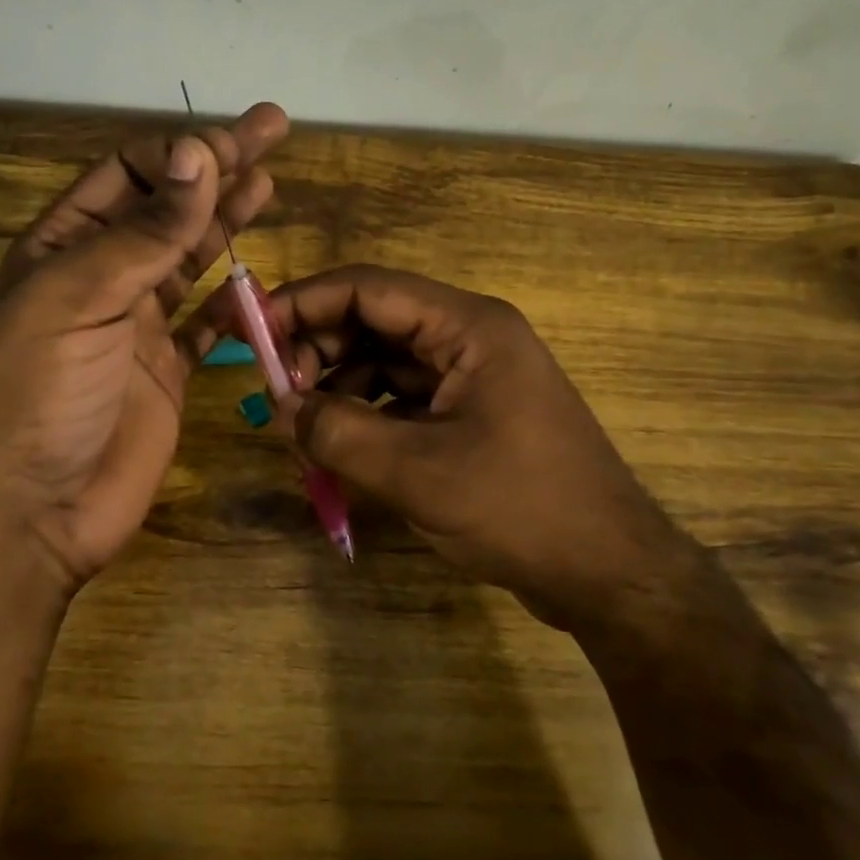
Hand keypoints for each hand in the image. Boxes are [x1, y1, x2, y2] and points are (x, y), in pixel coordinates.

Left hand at [0, 104, 288, 599]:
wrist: (26, 513)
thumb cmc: (35, 392)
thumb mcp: (80, 297)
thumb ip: (145, 232)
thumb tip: (198, 154)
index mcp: (62, 248)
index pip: (127, 176)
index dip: (180, 154)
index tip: (234, 142)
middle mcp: (99, 279)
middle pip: (167, 209)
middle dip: (217, 169)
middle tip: (272, 132)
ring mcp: (135, 329)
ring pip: (189, 261)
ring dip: (227, 223)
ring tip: (270, 185)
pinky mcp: (165, 375)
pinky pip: (205, 327)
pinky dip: (231, 304)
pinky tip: (257, 280)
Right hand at [248, 265, 693, 630]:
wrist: (608, 572)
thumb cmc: (519, 508)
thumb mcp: (416, 472)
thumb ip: (338, 432)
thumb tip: (280, 409)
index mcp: (468, 327)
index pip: (368, 288)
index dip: (303, 302)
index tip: (251, 330)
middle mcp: (471, 338)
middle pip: (375, 320)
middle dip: (319, 349)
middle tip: (276, 394)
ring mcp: (474, 376)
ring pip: (386, 361)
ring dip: (340, 386)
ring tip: (301, 428)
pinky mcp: (472, 414)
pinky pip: (404, 398)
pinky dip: (368, 415)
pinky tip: (339, 447)